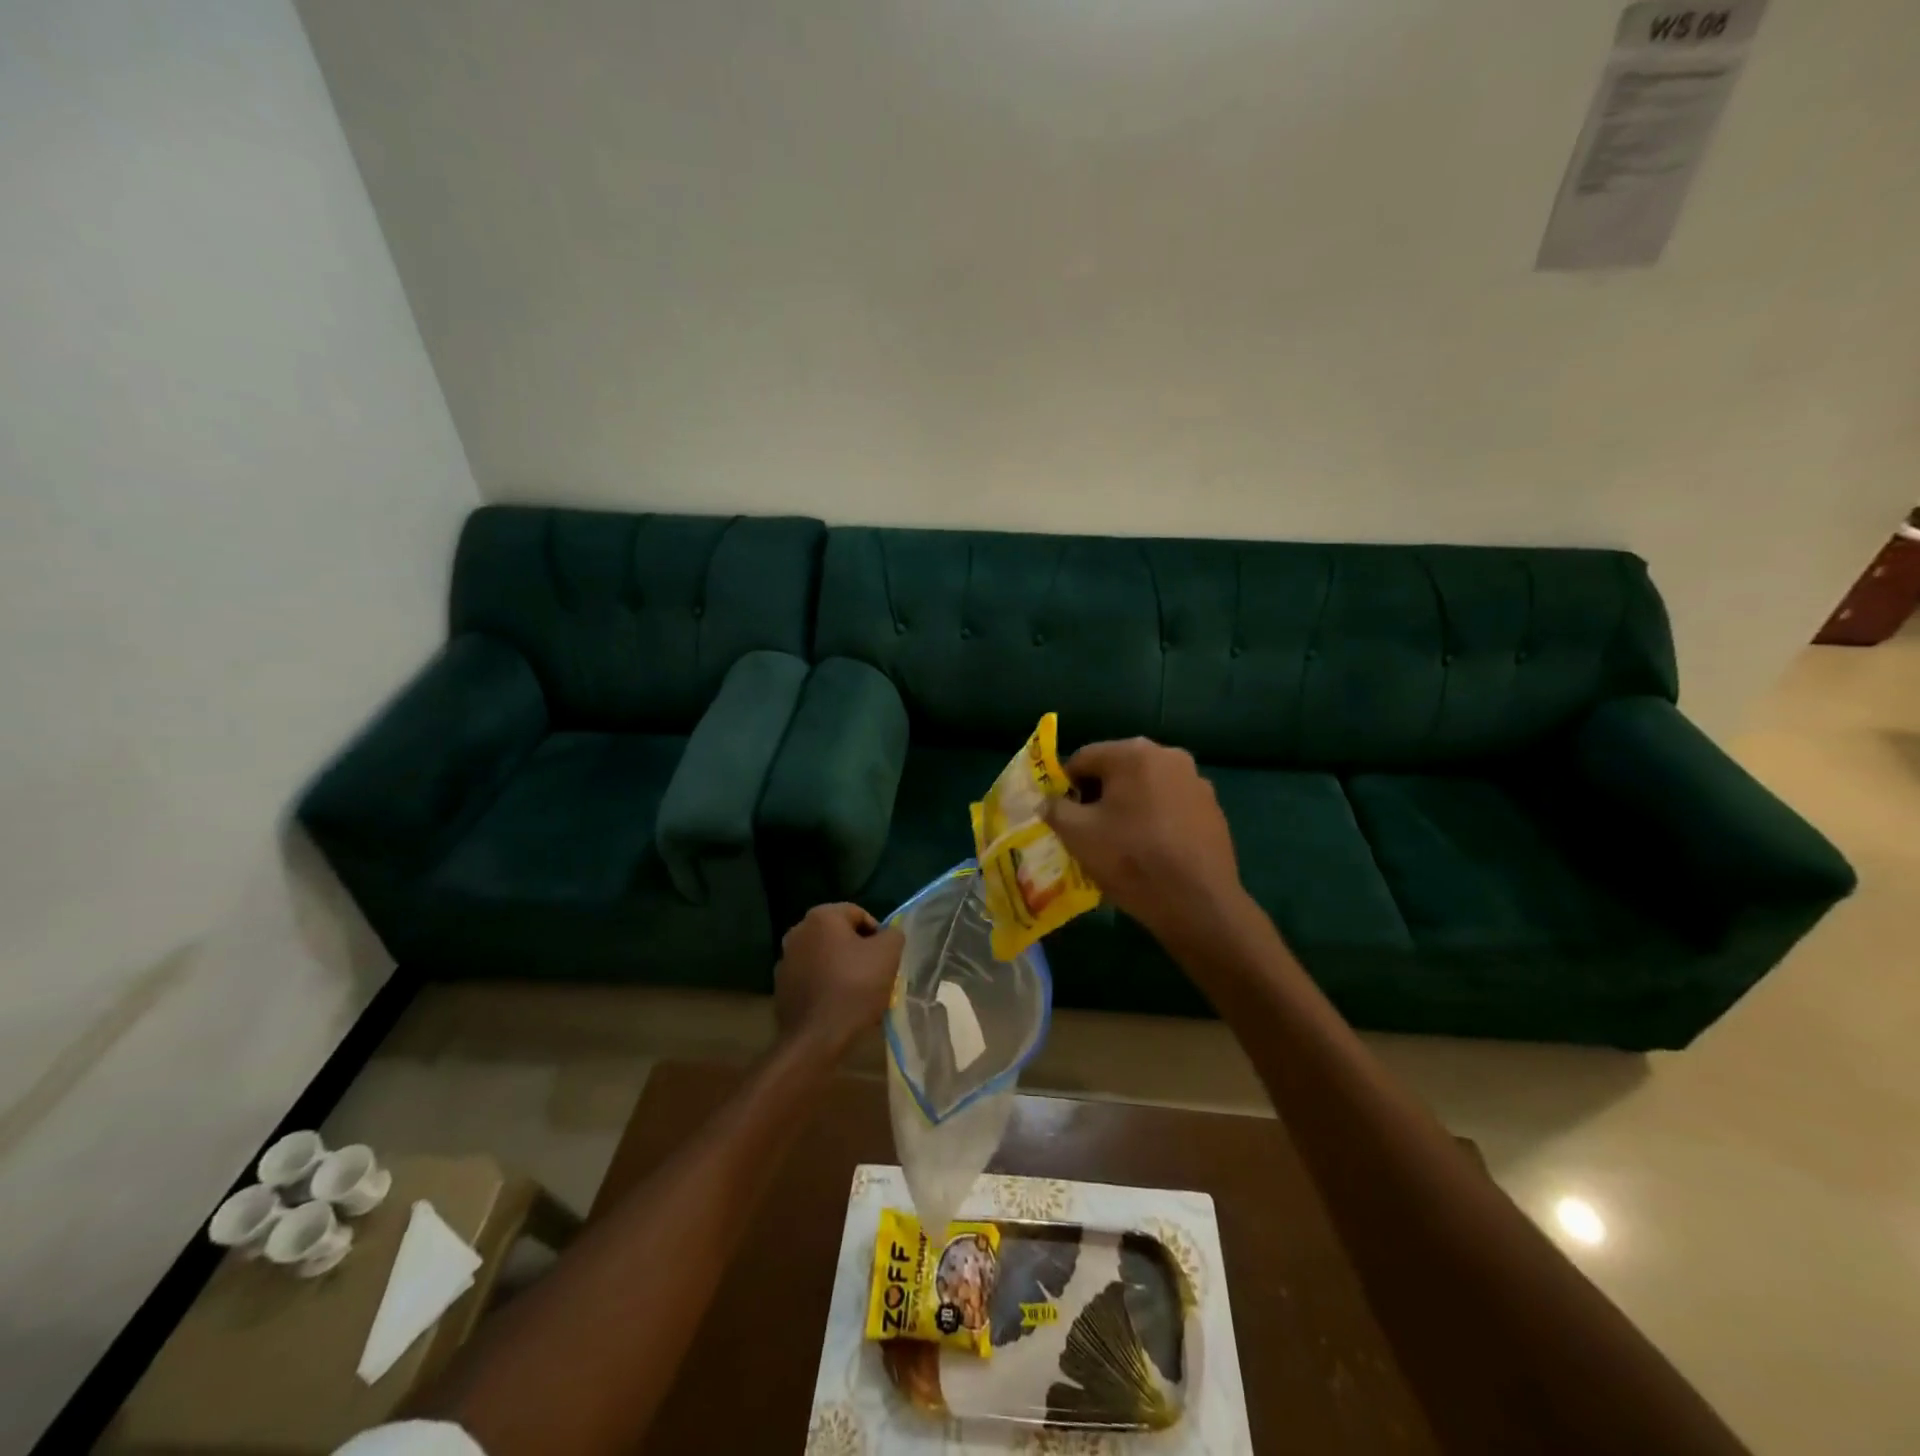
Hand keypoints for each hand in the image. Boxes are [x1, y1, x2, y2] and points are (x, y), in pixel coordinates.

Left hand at [773, 903, 904, 1057]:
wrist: (815, 1039)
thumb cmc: (854, 988)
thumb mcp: (888, 954)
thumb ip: (893, 934)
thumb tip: (887, 935)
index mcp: (821, 917)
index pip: (859, 914)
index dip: (878, 934)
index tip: (886, 959)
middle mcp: (798, 931)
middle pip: (840, 936)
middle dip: (859, 952)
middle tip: (876, 975)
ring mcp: (785, 960)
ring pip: (825, 958)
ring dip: (842, 969)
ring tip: (859, 994)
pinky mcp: (781, 987)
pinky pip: (812, 978)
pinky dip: (826, 986)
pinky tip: (839, 1006)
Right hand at [1043, 738, 1247, 944]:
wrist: (1198, 903)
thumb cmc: (1130, 859)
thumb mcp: (1077, 835)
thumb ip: (1055, 809)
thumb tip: (1049, 801)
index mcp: (1133, 753)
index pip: (1083, 758)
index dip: (1065, 786)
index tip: (1062, 816)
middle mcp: (1169, 755)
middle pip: (1117, 769)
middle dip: (1098, 794)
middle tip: (1088, 830)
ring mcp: (1196, 781)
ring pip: (1146, 787)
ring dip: (1128, 806)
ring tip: (1120, 842)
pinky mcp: (1213, 809)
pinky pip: (1171, 805)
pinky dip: (1155, 818)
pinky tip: (1152, 850)